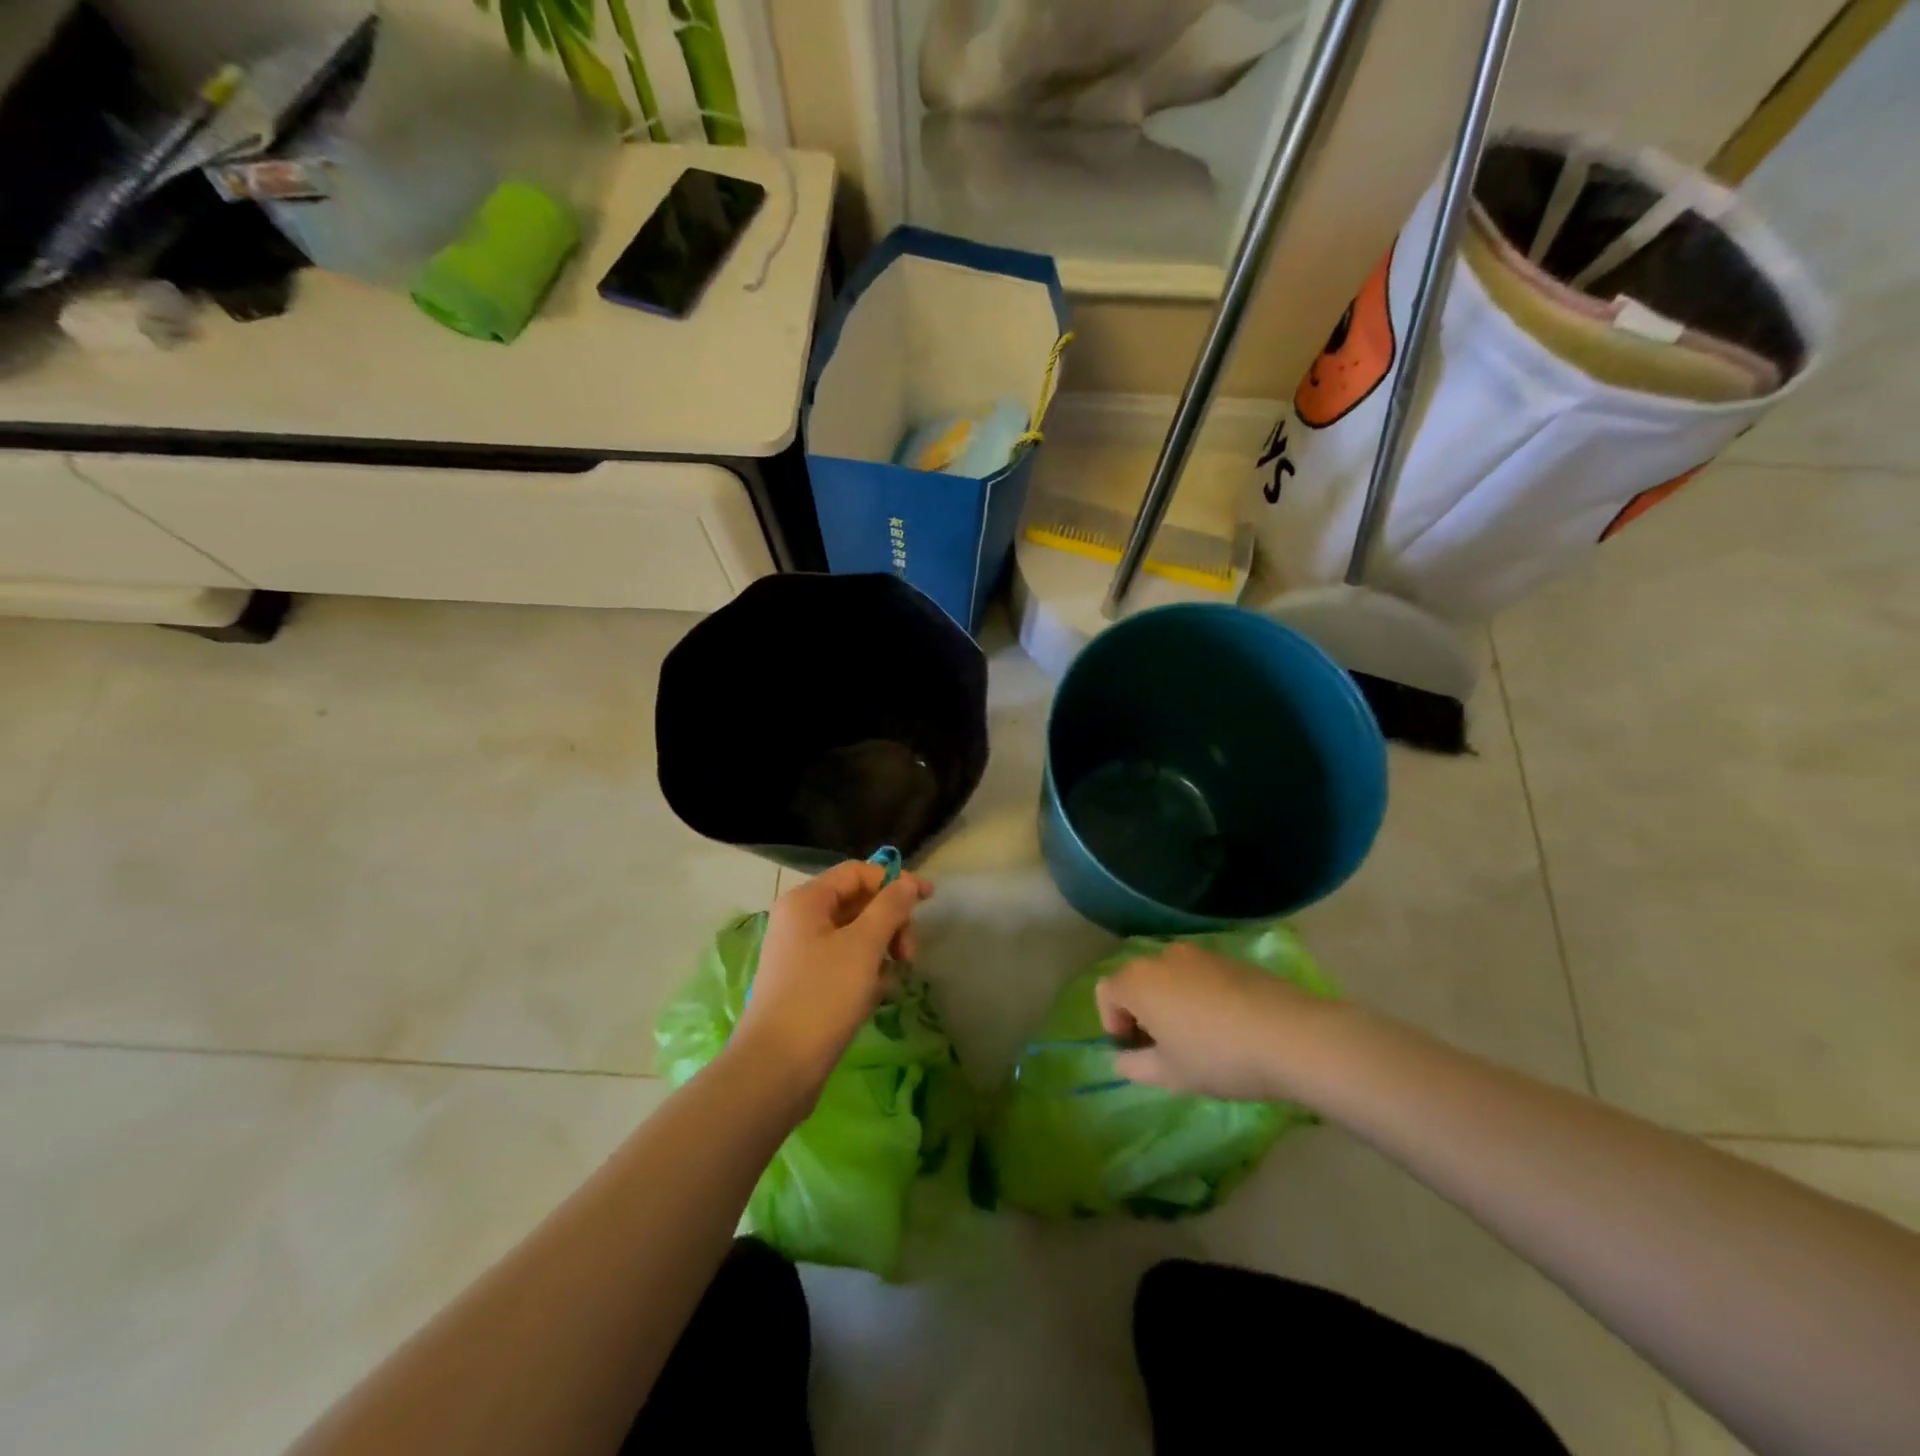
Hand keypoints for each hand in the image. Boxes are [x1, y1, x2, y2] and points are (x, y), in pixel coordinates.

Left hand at [731, 860, 932, 1100]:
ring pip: (853, 934)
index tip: (928, 900)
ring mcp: (800, 953)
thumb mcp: (863, 946)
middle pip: (857, 902)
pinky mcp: (805, 983)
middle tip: (910, 953)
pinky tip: (877, 994)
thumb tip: (907, 883)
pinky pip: (844, 961)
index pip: (857, 872)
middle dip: (890, 920)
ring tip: (896, 977)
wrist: (776, 1068)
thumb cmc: (822, 997)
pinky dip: (865, 970)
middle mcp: (799, 920)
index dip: (894, 881)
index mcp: (806, 901)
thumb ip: (890, 907)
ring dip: (881, 947)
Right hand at [1095, 944, 1329, 1101]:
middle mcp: (1162, 958)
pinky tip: (1226, 1025)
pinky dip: (1199, 995)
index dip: (1112, 1022)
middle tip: (1163, 1047)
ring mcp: (1199, 954)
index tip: (1135, 1050)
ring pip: (1169, 977)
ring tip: (1197, 1037)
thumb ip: (1134, 1066)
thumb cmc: (1218, 1057)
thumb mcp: (1169, 1075)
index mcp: (1139, 981)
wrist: (1290, 1036)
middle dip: (1141, 1012)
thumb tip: (1122, 1059)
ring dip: (1170, 1002)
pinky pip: (1199, 975)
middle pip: (1137, 980)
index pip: (1105, 992)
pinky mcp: (1230, 959)